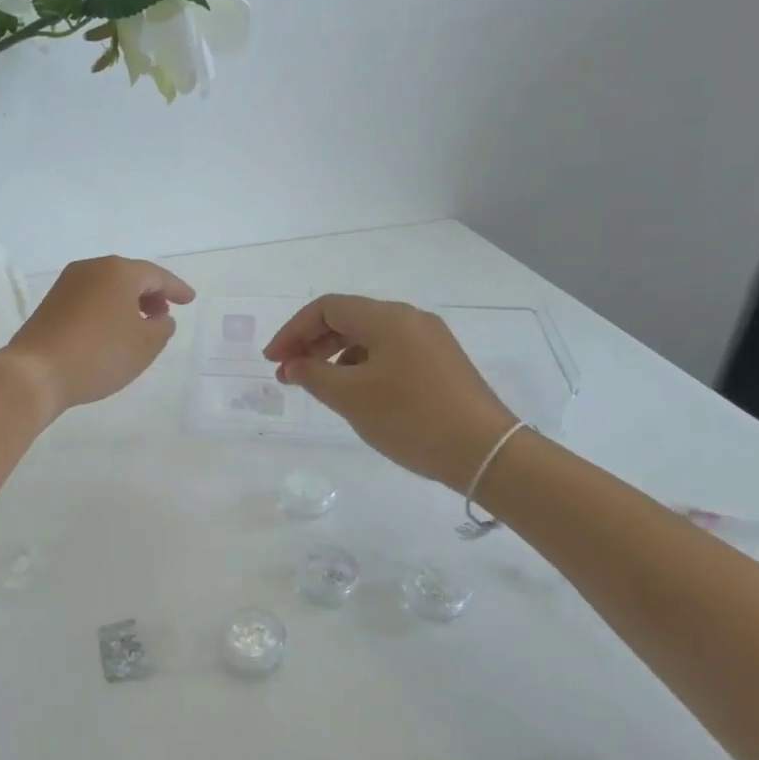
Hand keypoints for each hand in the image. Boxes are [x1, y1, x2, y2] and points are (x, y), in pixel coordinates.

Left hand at [0, 255, 194, 415]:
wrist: (36, 372)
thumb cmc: (99, 355)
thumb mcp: (145, 345)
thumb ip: (162, 327)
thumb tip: (160, 317)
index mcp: (118, 271)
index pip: (156, 275)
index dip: (176, 288)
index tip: (190, 300)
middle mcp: (91, 268)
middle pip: (129, 276)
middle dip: (150, 293)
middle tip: (164, 313)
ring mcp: (67, 284)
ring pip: (107, 287)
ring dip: (128, 302)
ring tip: (140, 325)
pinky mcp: (51, 303)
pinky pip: (90, 299)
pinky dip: (107, 309)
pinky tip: (112, 331)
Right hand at [263, 295, 516, 490]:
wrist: (485, 451)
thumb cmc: (411, 417)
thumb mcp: (351, 397)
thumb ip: (313, 375)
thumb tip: (292, 364)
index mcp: (387, 318)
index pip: (326, 308)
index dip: (293, 331)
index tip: (273, 361)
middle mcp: (410, 319)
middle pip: (348, 318)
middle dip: (311, 343)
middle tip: (289, 374)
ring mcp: (429, 341)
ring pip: (368, 337)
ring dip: (335, 356)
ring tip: (319, 387)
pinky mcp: (440, 363)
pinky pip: (389, 353)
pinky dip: (361, 366)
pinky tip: (355, 394)